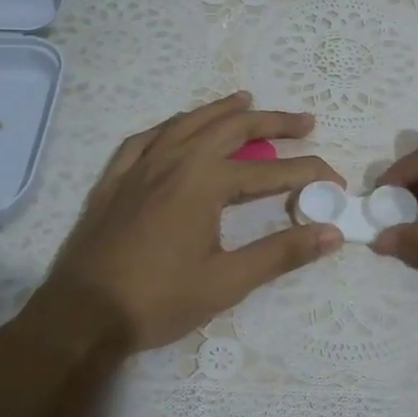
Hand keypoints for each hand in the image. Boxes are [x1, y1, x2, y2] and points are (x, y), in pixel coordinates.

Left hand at [31, 93, 343, 354]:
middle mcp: (174, 161)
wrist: (82, 315)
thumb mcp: (227, 282)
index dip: (308, 173)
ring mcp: (140, 166)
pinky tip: (177, 128)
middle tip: (303, 122)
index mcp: (205, 182)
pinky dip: (171, 126)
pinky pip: (146, 138)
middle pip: (231, 128)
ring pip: (187, 123)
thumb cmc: (158, 300)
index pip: (270, 171)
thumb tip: (332, 233)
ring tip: (246, 101)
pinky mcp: (115, 179)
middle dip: (272, 122)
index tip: (336, 181)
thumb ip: (281, 253)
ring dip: (221, 110)